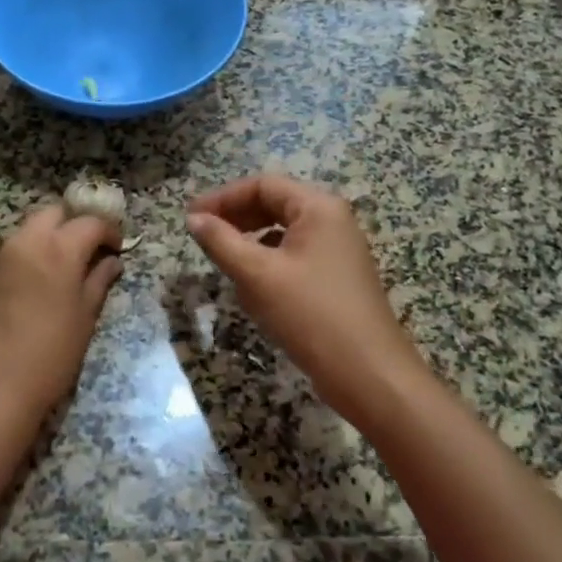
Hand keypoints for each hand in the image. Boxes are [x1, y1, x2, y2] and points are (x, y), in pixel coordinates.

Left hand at [0, 204, 123, 419]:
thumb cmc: (49, 355)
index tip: (117, 249)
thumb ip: (98, 282)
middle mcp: (26, 241)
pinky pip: (11, 252)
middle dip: (73, 225)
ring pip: (29, 230)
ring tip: (62, 270)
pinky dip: (28, 256)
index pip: (90, 222)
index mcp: (58, 248)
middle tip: (88, 252)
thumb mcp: (84, 319)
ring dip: (49, 239)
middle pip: (54, 214)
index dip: (109, 232)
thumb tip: (111, 262)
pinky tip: (34, 287)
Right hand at [187, 174, 424, 420]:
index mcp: (318, 208)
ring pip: (283, 232)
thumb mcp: (257, 276)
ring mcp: (338, 251)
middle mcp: (332, 221)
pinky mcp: (337, 279)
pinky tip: (252, 287)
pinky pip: (294, 257)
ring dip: (249, 241)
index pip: (262, 185)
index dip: (223, 197)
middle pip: (274, 204)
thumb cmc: (311, 315)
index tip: (191, 218)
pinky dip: (268, 263)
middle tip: (201, 235)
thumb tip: (194, 219)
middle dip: (235, 217)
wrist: (370, 376)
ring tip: (222, 259)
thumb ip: (221, 241)